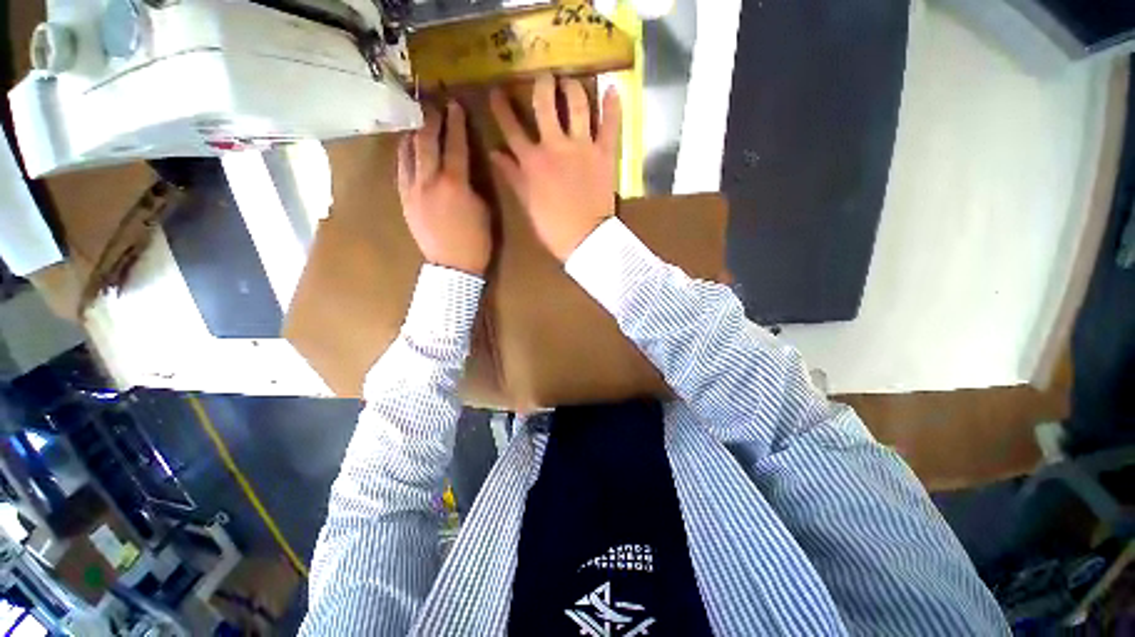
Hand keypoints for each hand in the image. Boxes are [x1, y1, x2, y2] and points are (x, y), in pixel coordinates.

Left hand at [398, 101, 491, 276]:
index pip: (454, 145)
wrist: (453, 267)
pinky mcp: (404, 200)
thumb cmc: (476, 242)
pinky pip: (400, 170)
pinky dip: (404, 154)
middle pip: (427, 142)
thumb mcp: (484, 211)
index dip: (456, 123)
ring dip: (414, 133)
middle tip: (433, 104)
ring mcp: (412, 190)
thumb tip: (463, 170)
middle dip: (431, 120)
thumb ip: (472, 185)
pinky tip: (407, 148)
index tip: (455, 105)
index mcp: (454, 183)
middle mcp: (429, 180)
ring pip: (408, 153)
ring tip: (417, 121)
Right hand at [490, 74, 621, 261]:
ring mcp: (581, 147)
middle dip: (541, 85)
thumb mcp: (527, 204)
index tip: (497, 91)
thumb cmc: (553, 228)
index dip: (501, 107)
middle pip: (544, 104)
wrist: (586, 240)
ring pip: (577, 105)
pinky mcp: (604, 154)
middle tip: (544, 78)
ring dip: (572, 88)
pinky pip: (610, 125)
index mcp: (532, 162)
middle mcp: (555, 146)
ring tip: (570, 81)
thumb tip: (494, 153)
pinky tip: (611, 89)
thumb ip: (512, 176)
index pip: (511, 128)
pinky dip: (612, 106)